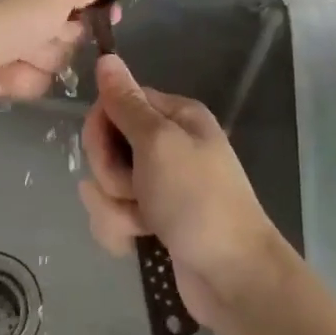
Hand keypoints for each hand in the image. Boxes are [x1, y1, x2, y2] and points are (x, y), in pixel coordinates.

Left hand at [0, 0, 112, 112]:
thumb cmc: (5, 13)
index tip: (111, 8)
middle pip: (69, 19)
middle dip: (65, 31)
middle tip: (51, 31)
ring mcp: (10, 35)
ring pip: (55, 51)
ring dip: (43, 56)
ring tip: (20, 54)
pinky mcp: (3, 68)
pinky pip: (35, 76)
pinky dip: (23, 77)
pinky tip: (5, 73)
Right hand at [77, 55, 287, 327]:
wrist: (233, 277)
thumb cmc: (197, 200)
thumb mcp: (158, 143)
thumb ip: (126, 103)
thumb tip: (106, 57)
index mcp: (174, 116)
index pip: (117, 103)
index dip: (102, 127)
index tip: (107, 150)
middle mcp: (167, 144)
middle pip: (108, 145)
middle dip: (110, 173)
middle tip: (133, 190)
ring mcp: (160, 184)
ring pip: (106, 184)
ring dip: (114, 206)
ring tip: (141, 224)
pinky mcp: (153, 219)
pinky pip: (115, 214)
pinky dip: (121, 229)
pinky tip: (138, 242)